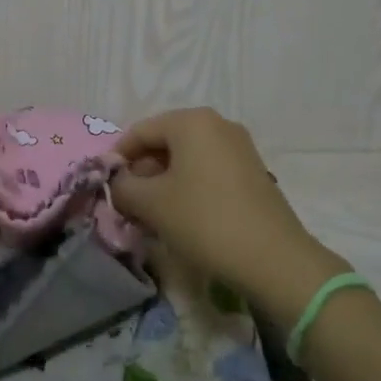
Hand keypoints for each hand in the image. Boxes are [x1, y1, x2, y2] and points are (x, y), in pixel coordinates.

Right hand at [110, 108, 348, 325]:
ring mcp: (239, 147)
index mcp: (191, 121)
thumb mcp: (151, 204)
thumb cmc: (204, 220)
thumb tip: (118, 184)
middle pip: (165, 142)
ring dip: (164, 183)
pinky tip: (183, 218)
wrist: (273, 259)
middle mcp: (217, 124)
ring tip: (153, 216)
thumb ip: (123, 188)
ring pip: (187, 159)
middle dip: (142, 173)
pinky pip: (208, 171)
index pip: (140, 132)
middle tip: (129, 205)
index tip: (107, 187)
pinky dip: (189, 188)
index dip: (117, 159)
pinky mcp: (252, 172)